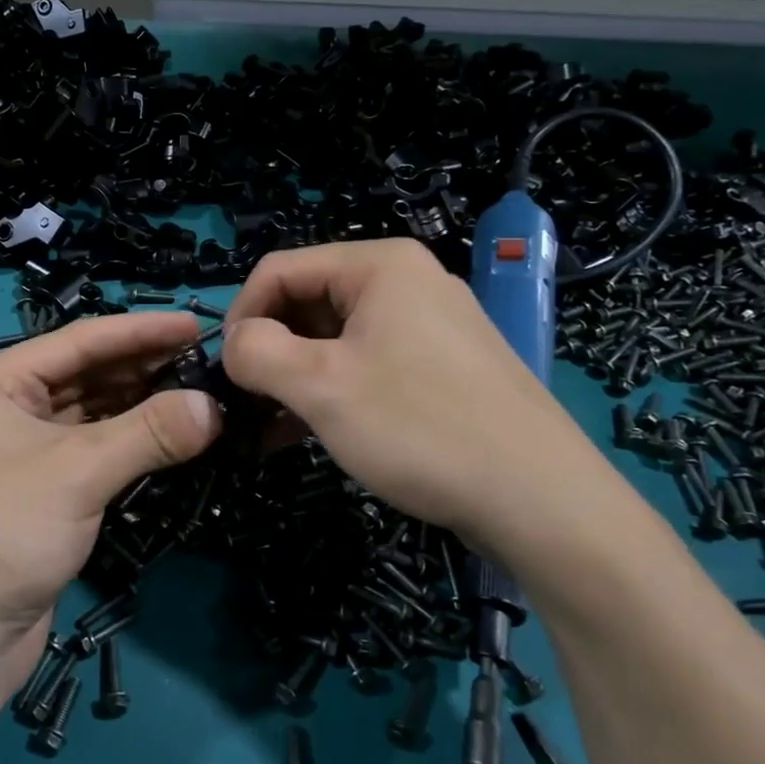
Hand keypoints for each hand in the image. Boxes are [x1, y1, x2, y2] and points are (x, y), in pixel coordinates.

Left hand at [0, 312, 220, 689]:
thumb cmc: (3, 532)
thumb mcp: (78, 472)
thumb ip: (150, 433)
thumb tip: (216, 406)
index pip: (79, 341)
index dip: (140, 331)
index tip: (194, 323)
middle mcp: (5, 407)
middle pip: (86, 373)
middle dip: (144, 366)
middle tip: (205, 359)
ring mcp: (23, 450)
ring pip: (93, 412)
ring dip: (142, 403)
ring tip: (198, 391)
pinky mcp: (43, 489)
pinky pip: (94, 448)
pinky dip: (131, 440)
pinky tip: (170, 433)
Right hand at [220, 239, 603, 559]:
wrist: (540, 499)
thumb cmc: (419, 426)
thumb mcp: (320, 386)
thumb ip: (256, 353)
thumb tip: (234, 344)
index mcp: (379, 265)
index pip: (280, 269)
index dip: (240, 315)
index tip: (224, 372)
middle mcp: (406, 282)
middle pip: (309, 302)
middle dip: (270, 352)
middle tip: (246, 406)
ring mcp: (429, 326)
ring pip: (336, 339)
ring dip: (296, 378)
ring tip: (269, 429)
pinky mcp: (442, 368)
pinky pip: (369, 365)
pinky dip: (332, 392)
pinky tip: (307, 435)